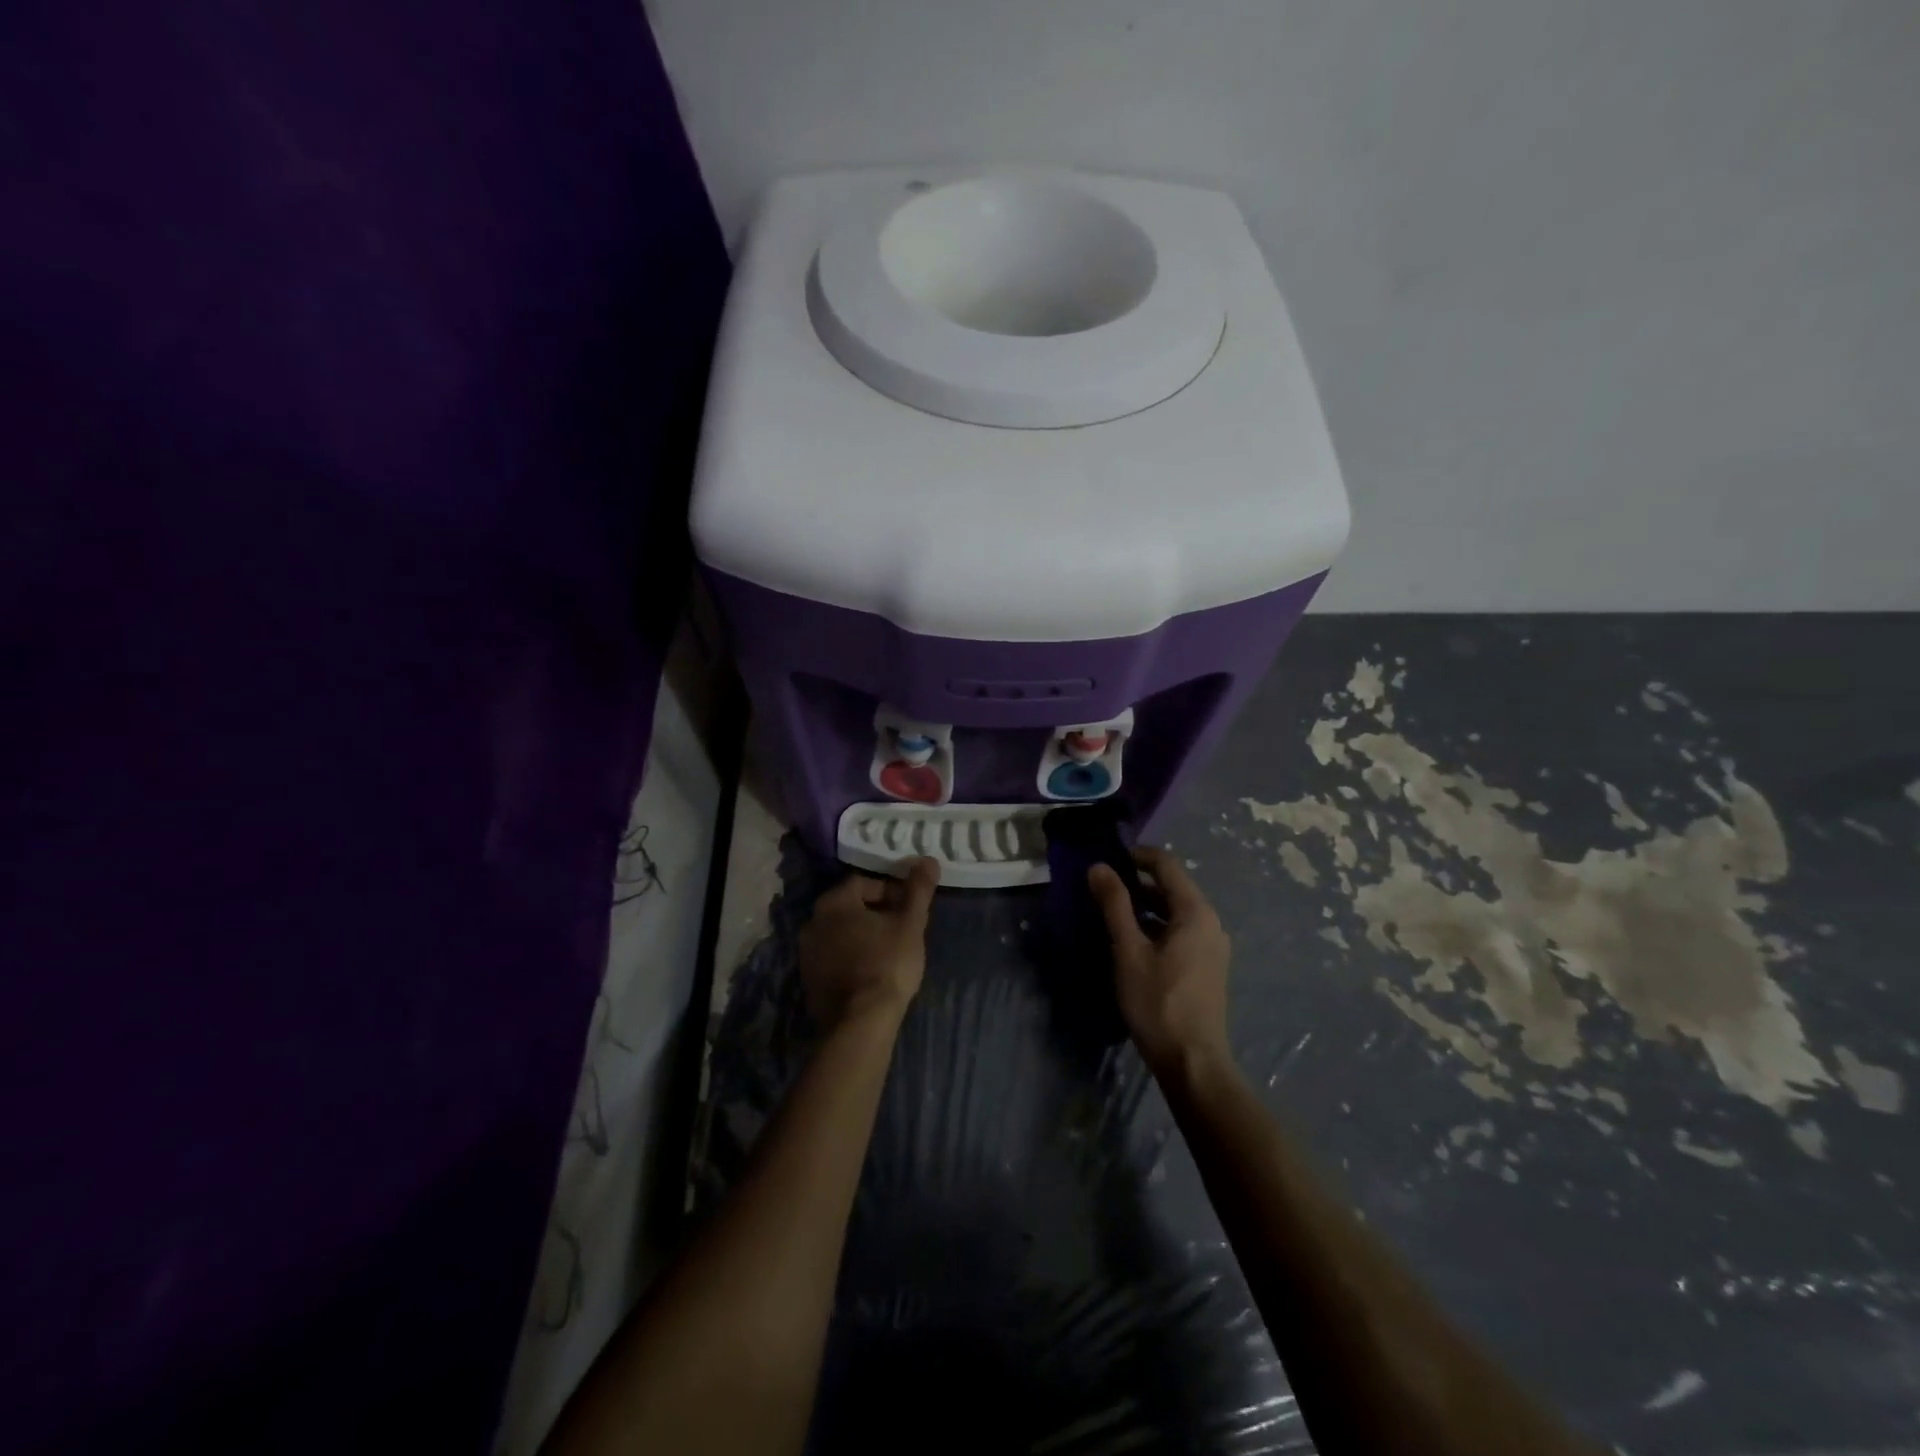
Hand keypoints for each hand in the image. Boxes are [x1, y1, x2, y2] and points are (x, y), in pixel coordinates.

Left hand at [798, 858, 939, 1032]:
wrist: (859, 1022)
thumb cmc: (887, 964)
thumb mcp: (910, 924)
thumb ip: (918, 890)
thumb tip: (929, 859)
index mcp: (833, 902)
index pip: (864, 883)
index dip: (891, 891)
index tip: (910, 907)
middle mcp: (812, 922)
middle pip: (850, 907)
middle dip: (876, 912)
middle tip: (902, 928)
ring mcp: (806, 953)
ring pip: (840, 933)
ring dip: (862, 935)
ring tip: (889, 950)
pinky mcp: (808, 980)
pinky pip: (833, 957)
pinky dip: (851, 957)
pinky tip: (871, 972)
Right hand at [1089, 847, 1232, 1078]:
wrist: (1193, 1061)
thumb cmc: (1158, 1002)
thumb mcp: (1128, 950)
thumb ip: (1114, 905)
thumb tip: (1099, 867)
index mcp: (1196, 912)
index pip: (1167, 865)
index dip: (1137, 855)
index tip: (1107, 859)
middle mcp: (1211, 923)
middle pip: (1173, 886)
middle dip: (1138, 881)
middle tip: (1103, 886)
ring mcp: (1213, 946)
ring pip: (1176, 910)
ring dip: (1146, 904)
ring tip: (1112, 912)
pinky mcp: (1208, 966)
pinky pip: (1182, 930)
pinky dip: (1157, 925)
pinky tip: (1134, 941)